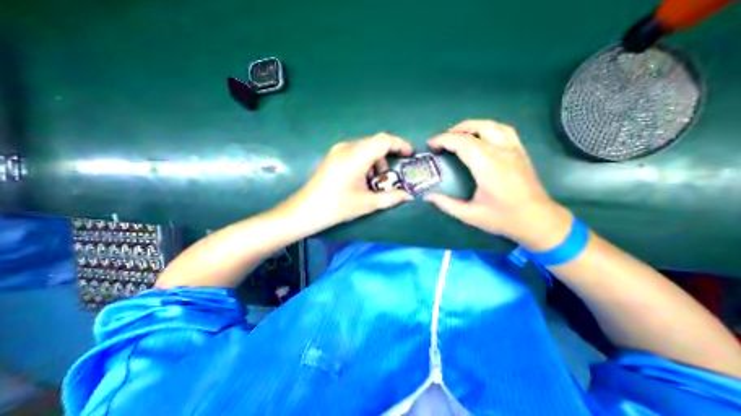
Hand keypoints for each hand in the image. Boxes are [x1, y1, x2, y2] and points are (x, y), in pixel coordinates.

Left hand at [283, 132, 413, 230]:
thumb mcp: (367, 203)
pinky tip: (362, 179)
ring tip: (374, 182)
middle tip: (390, 177)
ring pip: (365, 148)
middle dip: (387, 157)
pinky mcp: (333, 156)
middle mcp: (347, 147)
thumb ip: (391, 198)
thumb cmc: (337, 207)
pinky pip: (355, 153)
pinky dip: (365, 163)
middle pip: (375, 143)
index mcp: (356, 156)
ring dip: (375, 162)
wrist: (306, 211)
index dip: (400, 145)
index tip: (409, 155)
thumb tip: (408, 196)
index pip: (384, 140)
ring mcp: (338, 150)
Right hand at [425, 120, 568, 250]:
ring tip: (457, 134)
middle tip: (440, 141)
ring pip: (491, 125)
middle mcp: (502, 152)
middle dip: (453, 131)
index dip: (443, 140)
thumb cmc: (503, 218)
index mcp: (488, 166)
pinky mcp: (520, 151)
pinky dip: (488, 127)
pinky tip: (480, 135)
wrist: (538, 220)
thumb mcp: (470, 215)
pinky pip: (504, 130)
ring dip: (471, 126)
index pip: (462, 143)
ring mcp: (514, 149)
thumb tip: (428, 196)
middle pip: (475, 129)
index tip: (430, 144)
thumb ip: (447, 204)